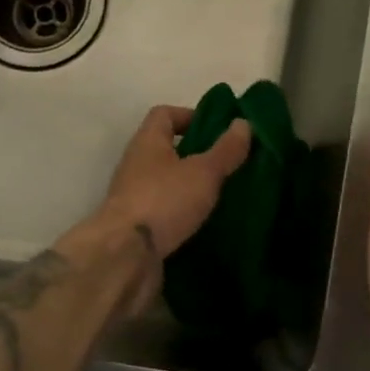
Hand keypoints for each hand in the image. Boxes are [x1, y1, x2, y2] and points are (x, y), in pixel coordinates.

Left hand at [79, 105, 251, 256]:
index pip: (164, 114)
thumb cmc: (164, 201)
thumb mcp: (203, 172)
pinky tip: (205, 221)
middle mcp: (136, 165)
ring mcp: (133, 197)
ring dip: (189, 185)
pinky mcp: (136, 226)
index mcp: (147, 142)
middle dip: (195, 153)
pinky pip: (164, 210)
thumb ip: (225, 150)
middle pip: (165, 149)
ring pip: (165, 181)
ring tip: (221, 193)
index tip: (217, 128)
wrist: (126, 256)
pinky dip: (182, 212)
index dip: (189, 115)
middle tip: (227, 163)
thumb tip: (243, 123)